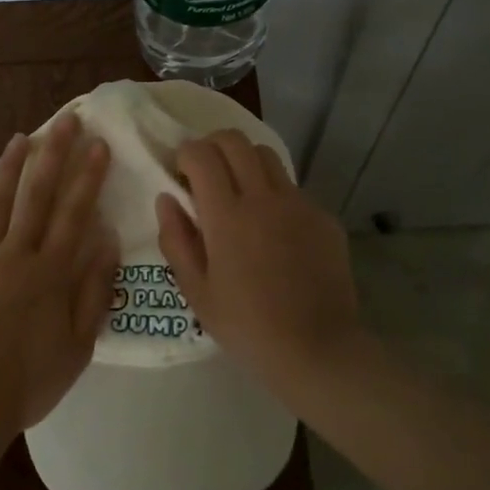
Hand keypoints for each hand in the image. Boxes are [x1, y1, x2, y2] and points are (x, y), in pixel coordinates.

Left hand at [0, 114, 117, 438]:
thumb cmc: (29, 381)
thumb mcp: (79, 346)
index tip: (98, 144)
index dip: (88, 177)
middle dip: (52, 155)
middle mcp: (15, 256)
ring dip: (7, 170)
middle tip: (63, 121)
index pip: (74, 213)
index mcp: (50, 272)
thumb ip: (94, 292)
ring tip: (18, 139)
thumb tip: (107, 243)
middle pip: (36, 196)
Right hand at [156, 129, 361, 397]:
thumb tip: (166, 198)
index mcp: (227, 215)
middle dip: (212, 145)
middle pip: (234, 140)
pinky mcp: (323, 216)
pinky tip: (273, 230)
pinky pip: (292, 188)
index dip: (185, 154)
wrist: (318, 349)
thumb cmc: (247, 326)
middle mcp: (263, 197)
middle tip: (205, 173)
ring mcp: (298, 203)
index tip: (181, 174)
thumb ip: (175, 239)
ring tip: (239, 193)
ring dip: (244, 161)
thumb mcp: (197, 291)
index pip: (201, 154)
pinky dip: (274, 193)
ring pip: (266, 154)